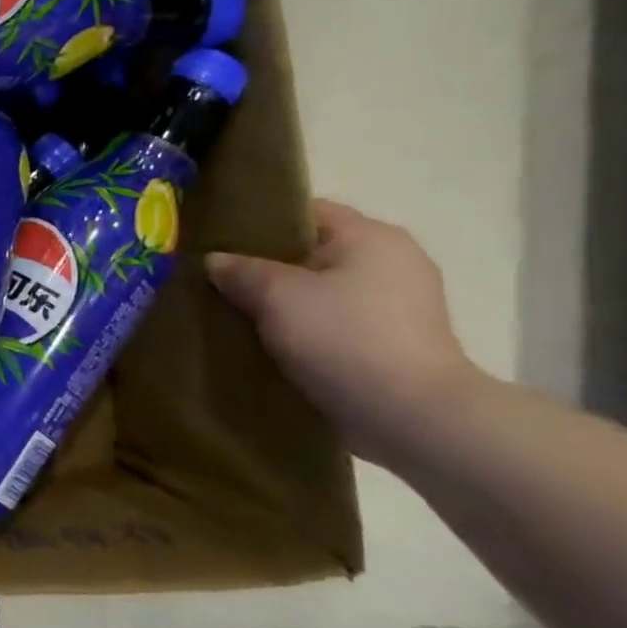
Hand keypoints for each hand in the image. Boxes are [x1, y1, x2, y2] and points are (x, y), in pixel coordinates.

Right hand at [205, 199, 481, 460]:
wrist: (411, 417)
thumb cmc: (345, 338)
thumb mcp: (277, 296)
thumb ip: (241, 270)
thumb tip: (216, 261)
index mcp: (371, 237)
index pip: (303, 211)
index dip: (256, 221)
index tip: (215, 239)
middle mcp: (392, 262)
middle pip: (310, 251)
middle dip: (264, 264)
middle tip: (216, 277)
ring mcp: (397, 305)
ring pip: (319, 289)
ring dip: (281, 300)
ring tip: (235, 311)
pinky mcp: (391, 341)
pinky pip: (332, 320)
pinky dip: (301, 326)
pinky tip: (267, 340)